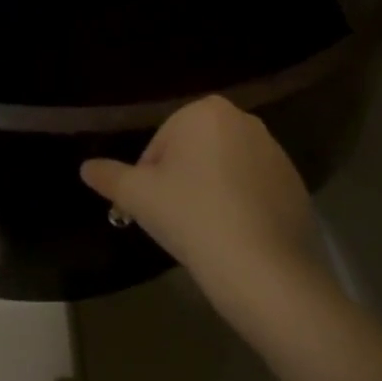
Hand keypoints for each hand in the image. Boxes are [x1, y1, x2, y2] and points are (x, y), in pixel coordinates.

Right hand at [80, 97, 325, 310]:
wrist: (264, 269)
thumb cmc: (193, 218)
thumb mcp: (140, 197)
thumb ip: (110, 176)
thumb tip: (86, 167)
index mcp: (205, 111)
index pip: (161, 143)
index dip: (150, 178)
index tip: (154, 209)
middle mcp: (243, 119)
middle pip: (194, 151)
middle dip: (182, 180)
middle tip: (176, 221)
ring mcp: (274, 150)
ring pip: (224, 168)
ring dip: (210, 191)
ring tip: (205, 231)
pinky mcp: (294, 182)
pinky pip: (253, 187)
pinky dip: (240, 204)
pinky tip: (235, 236)